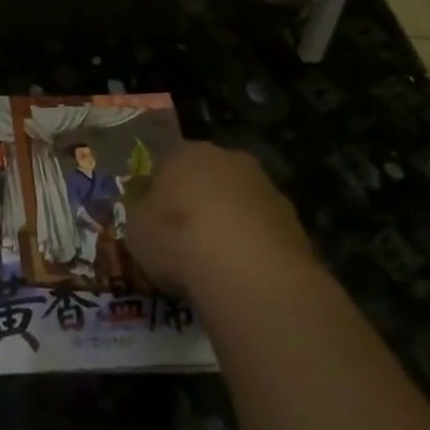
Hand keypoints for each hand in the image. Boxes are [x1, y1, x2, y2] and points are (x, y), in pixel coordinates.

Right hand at [125, 141, 314, 298]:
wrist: (246, 271)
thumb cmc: (177, 239)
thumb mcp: (136, 230)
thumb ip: (141, 217)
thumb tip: (147, 217)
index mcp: (186, 152)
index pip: (168, 165)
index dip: (160, 194)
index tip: (155, 223)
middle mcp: (228, 160)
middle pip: (208, 179)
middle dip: (199, 204)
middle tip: (186, 241)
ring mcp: (266, 188)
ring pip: (239, 205)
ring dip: (230, 226)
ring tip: (216, 266)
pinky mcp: (294, 222)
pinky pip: (263, 233)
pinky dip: (254, 250)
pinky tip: (243, 277)